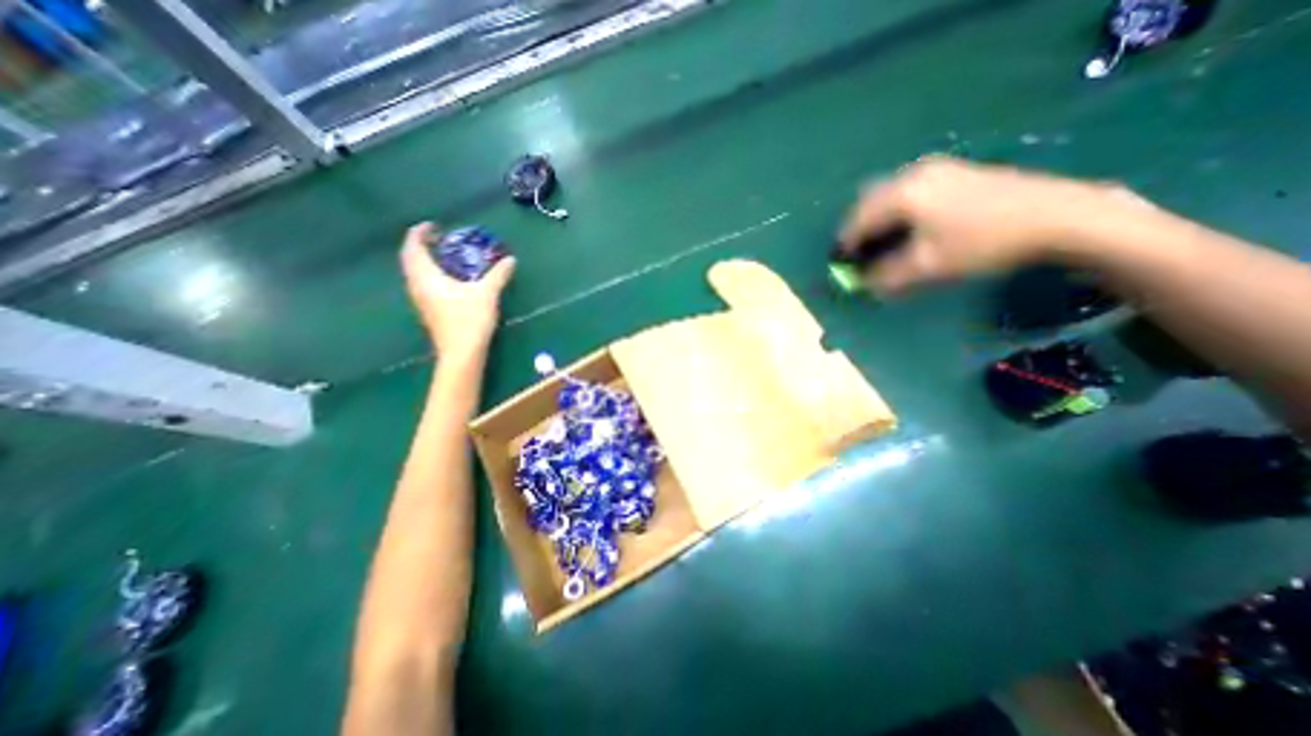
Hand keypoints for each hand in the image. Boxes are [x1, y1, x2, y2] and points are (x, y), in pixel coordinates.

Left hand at [399, 224, 516, 363]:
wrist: (461, 353)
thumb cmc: (470, 319)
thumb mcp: (487, 294)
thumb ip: (498, 275)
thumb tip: (510, 259)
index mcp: (427, 276)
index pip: (413, 247)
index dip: (419, 233)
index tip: (433, 226)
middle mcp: (417, 286)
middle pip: (409, 259)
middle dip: (420, 246)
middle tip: (439, 240)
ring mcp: (421, 300)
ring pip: (414, 273)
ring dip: (423, 261)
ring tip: (443, 257)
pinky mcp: (428, 311)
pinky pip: (422, 284)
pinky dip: (429, 275)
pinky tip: (447, 280)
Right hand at [841, 156, 1150, 293]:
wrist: (1055, 215)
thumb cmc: (981, 243)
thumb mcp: (926, 266)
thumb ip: (885, 276)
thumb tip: (861, 282)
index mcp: (900, 194)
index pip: (856, 222)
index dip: (845, 247)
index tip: (841, 266)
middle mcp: (911, 174)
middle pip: (867, 204)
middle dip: (858, 231)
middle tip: (859, 256)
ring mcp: (934, 168)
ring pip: (886, 196)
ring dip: (876, 220)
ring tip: (881, 244)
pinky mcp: (951, 171)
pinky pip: (906, 191)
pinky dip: (895, 211)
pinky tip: (907, 227)